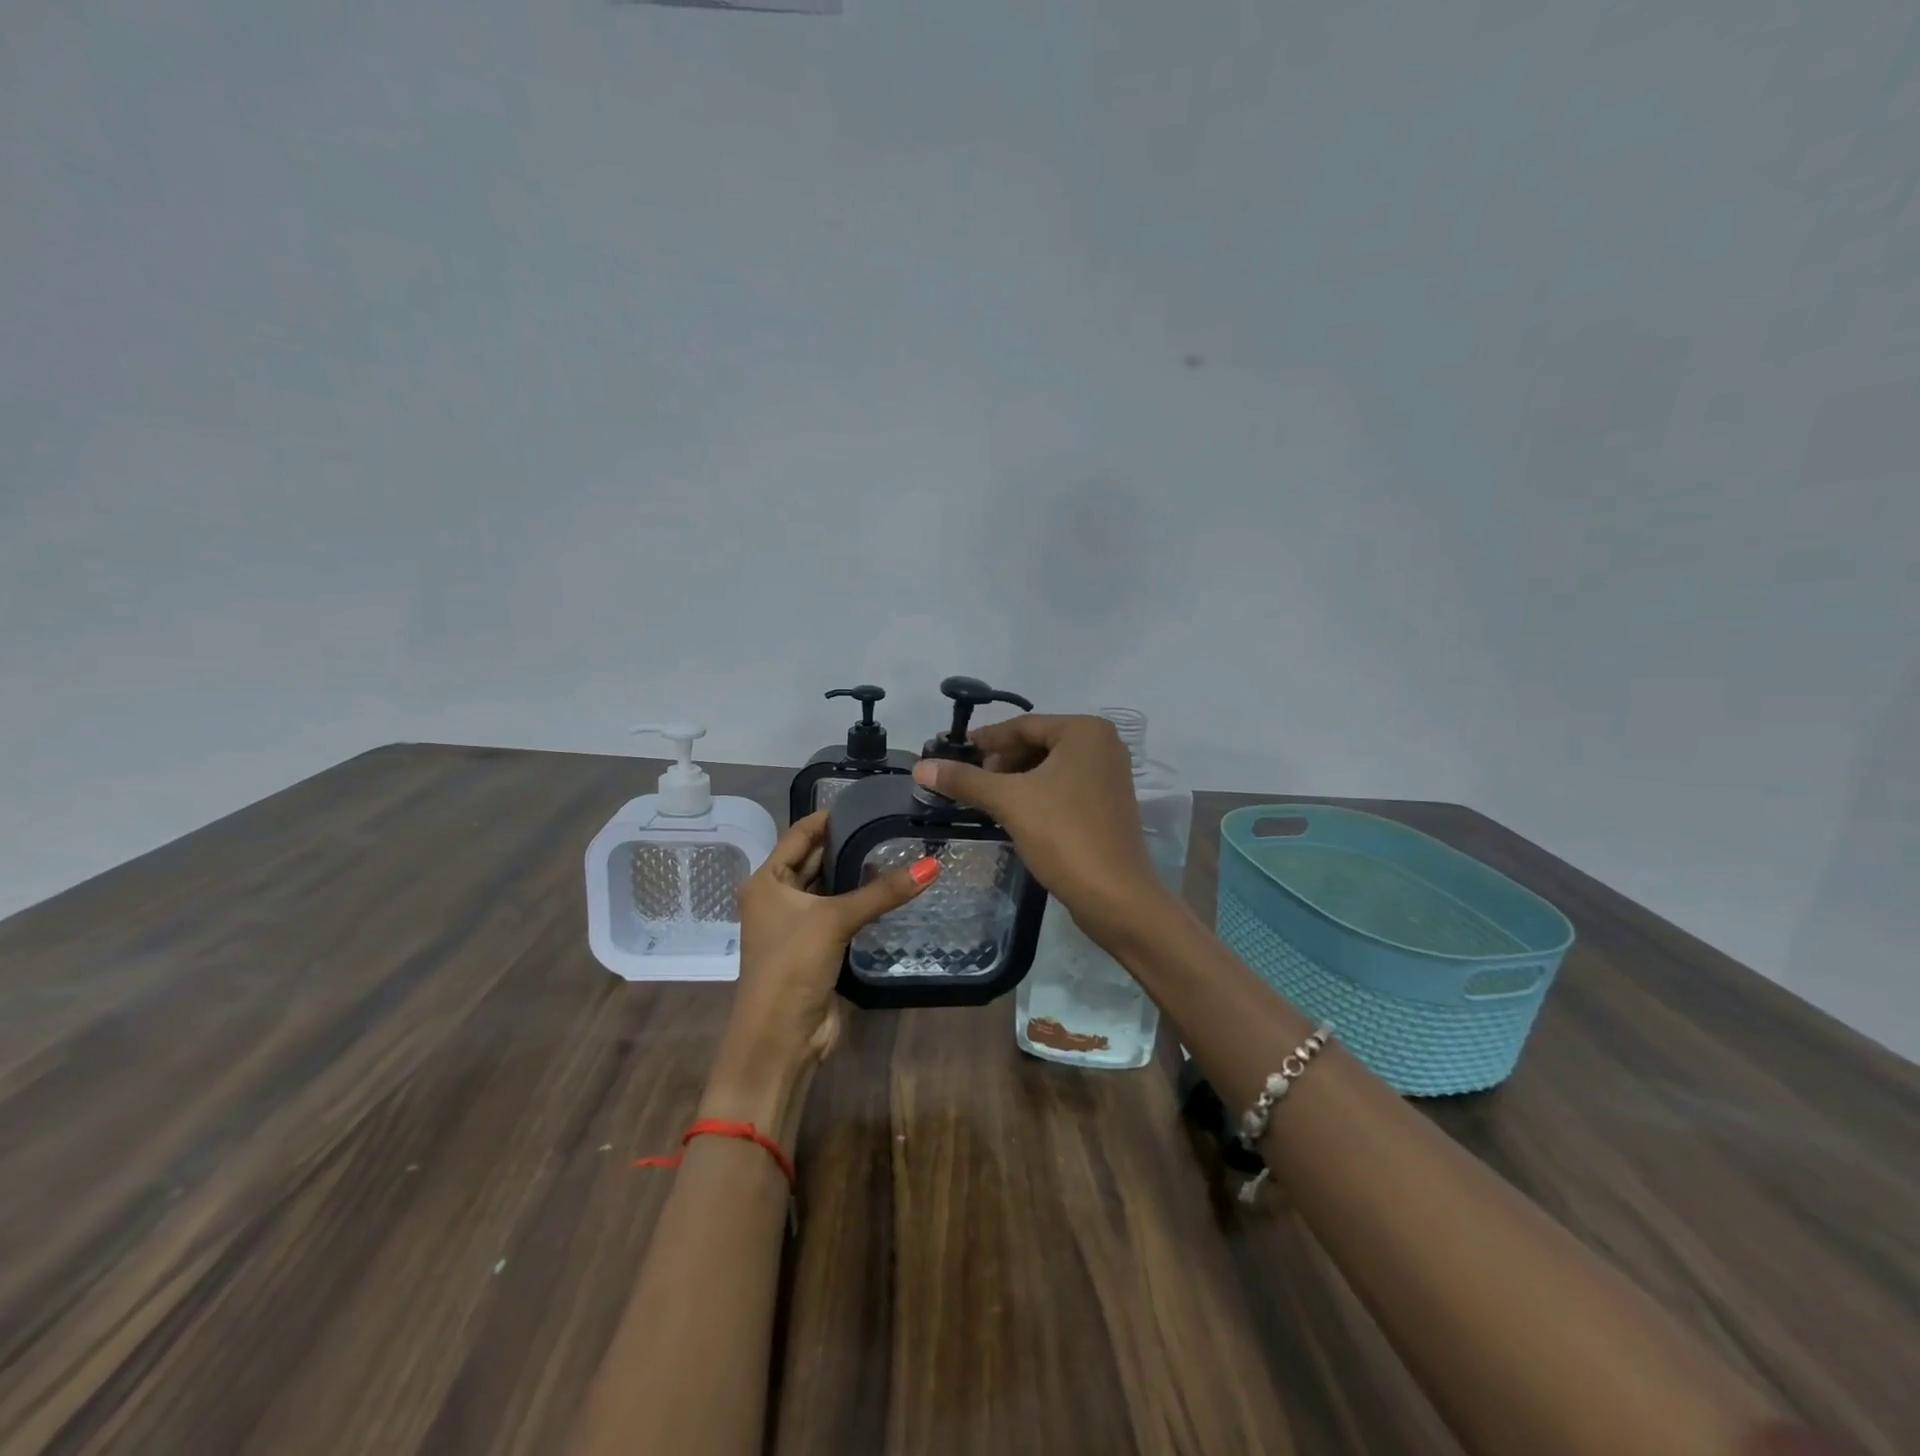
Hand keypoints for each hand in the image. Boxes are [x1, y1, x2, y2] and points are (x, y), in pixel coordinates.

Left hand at [704, 812, 937, 1136]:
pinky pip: (840, 912)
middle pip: (815, 858)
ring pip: (829, 886)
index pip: (800, 833)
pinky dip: (861, 900)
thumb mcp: (834, 920)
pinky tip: (892, 888)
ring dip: (856, 872)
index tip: (868, 801)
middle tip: (891, 823)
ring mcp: (797, 923)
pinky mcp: (816, 947)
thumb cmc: (792, 967)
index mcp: (766, 880)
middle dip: (848, 842)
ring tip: (898, 848)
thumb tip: (932, 864)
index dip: (830, 817)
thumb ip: (882, 892)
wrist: (779, 1039)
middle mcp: (777, 896)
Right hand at [910, 714, 1165, 944]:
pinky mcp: (1108, 803)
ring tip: (986, 798)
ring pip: (1050, 766)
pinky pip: (1064, 786)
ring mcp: (1109, 775)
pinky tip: (1013, 812)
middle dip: (1001, 761)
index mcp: (1085, 731)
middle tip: (969, 780)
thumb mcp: (1009, 802)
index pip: (1023, 725)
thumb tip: (920, 767)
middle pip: (1037, 743)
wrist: (1115, 896)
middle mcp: (1103, 744)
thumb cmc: (1063, 835)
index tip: (953, 752)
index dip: (985, 740)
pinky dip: (1037, 793)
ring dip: (1016, 779)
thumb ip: (965, 780)